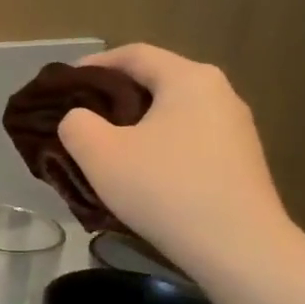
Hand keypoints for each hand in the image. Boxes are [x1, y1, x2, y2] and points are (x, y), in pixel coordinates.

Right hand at [59, 43, 291, 274]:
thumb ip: (76, 125)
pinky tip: (141, 175)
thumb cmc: (165, 190)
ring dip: (136, 125)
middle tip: (80, 118)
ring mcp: (236, 129)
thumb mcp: (100, 154)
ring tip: (105, 149)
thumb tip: (79, 120)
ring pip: (172, 114)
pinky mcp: (241, 162)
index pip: (133, 54)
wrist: (239, 249)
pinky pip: (189, 140)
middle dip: (113, 97)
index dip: (93, 65)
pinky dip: (159, 146)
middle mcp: (219, 93)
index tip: (63, 84)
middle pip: (155, 82)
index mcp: (188, 78)